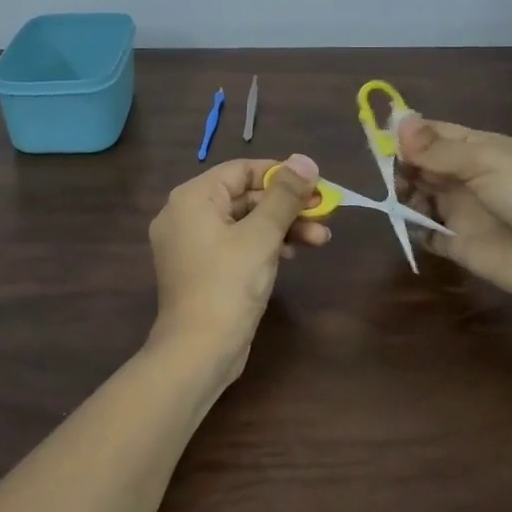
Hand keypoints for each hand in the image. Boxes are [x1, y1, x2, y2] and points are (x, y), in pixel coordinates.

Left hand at [147, 155, 329, 383]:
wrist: (198, 352)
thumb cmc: (228, 284)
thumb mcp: (262, 235)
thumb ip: (284, 195)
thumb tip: (305, 160)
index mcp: (192, 198)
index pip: (241, 170)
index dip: (280, 174)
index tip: (316, 184)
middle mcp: (186, 215)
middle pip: (245, 196)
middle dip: (287, 205)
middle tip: (325, 212)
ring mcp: (192, 244)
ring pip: (244, 222)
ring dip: (283, 226)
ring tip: (321, 239)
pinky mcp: (202, 269)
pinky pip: (236, 244)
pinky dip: (265, 245)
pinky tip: (293, 254)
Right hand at [396, 115, 511, 303]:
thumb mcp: (486, 161)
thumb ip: (438, 148)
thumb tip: (397, 123)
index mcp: (476, 149)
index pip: (433, 133)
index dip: (407, 134)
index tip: (381, 137)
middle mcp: (463, 176)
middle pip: (420, 164)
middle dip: (402, 164)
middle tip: (393, 172)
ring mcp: (458, 210)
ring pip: (417, 195)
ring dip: (403, 194)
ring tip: (403, 197)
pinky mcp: (454, 243)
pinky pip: (424, 232)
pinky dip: (412, 227)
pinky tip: (409, 222)